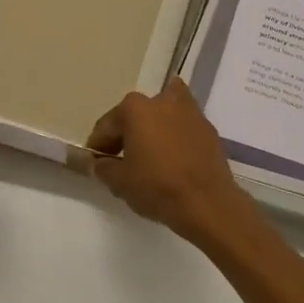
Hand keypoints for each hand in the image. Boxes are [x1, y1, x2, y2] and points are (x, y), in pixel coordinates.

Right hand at [86, 76, 251, 244]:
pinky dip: (175, 136)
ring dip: (154, 128)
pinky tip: (173, 157)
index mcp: (135, 108)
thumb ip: (103, 168)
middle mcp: (162, 100)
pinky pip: (183, 127)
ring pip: (164, 115)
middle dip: (127, 134)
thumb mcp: (119, 181)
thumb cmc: (157, 186)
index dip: (98, 145)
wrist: (207, 202)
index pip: (107, 125)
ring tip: (150, 154)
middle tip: (121, 160)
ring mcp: (189, 111)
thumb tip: (99, 163)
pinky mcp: (208, 128)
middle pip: (136, 115)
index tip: (95, 162)